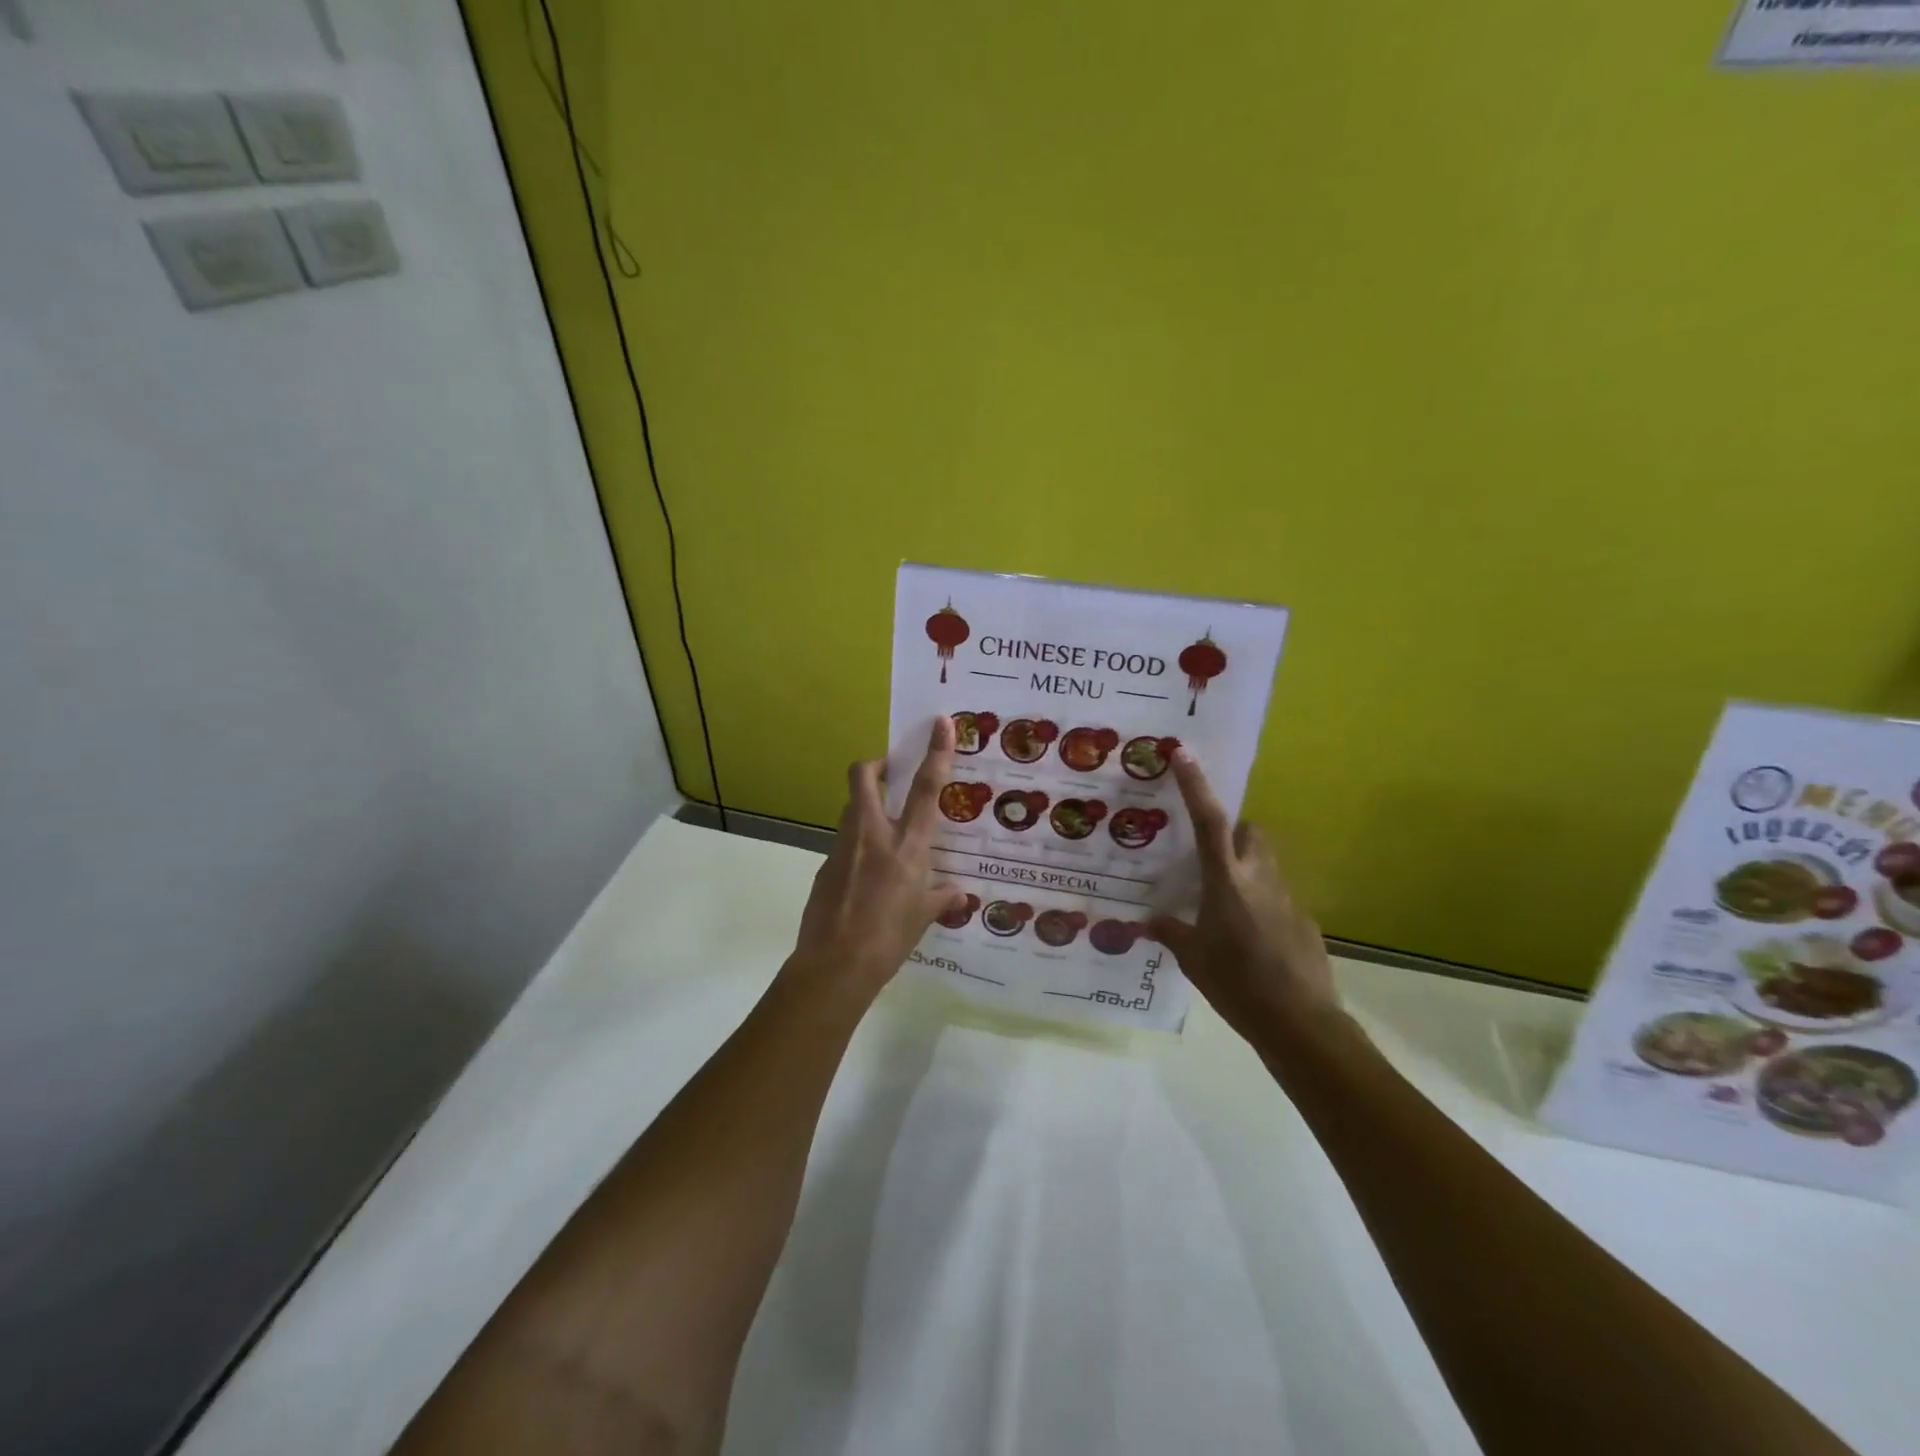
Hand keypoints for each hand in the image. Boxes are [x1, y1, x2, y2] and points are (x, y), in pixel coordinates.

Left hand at [786, 716, 968, 999]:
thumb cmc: (889, 940)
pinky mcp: (824, 866)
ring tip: (884, 832)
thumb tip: (960, 895)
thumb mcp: (923, 918)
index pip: (926, 789)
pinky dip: (858, 847)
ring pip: (851, 808)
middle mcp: (873, 836)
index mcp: (907, 846)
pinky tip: (866, 877)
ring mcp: (844, 848)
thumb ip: (941, 899)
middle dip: (875, 765)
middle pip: (864, 777)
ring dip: (866, 807)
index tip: (941, 723)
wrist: (835, 966)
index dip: (935, 752)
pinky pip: (844, 844)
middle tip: (891, 774)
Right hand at [1146, 749, 1340, 1049]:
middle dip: (1230, 830)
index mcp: (1226, 881)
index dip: (1196, 785)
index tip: (1184, 753)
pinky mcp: (1304, 920)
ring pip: (1265, 862)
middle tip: (1207, 855)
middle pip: (1249, 832)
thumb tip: (1148, 923)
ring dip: (1245, 866)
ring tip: (1224, 900)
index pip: (1209, 820)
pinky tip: (1250, 937)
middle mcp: (1259, 878)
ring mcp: (1287, 898)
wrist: (1300, 1023)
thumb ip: (1172, 933)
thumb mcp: (1193, 959)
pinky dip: (1261, 902)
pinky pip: (1277, 896)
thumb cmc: (1237, 985)